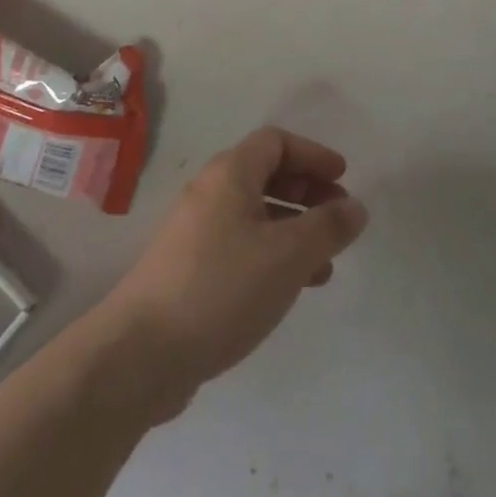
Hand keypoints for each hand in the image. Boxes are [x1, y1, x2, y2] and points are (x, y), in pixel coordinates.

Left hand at [101, 129, 367, 420]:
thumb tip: (355, 207)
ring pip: (255, 215)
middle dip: (307, 191)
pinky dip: (271, 255)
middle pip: (265, 174)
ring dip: (293, 229)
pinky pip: (241, 246)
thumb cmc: (221, 288)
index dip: (313, 154)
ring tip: (325, 262)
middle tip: (338, 218)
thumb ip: (327, 227)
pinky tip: (290, 288)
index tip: (343, 178)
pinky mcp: (189, 270)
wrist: (141, 354)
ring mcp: (195, 232)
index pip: (276, 142)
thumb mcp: (288, 255)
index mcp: (230, 174)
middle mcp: (210, 193)